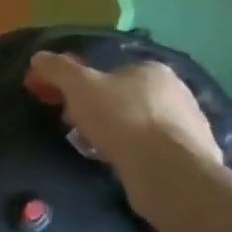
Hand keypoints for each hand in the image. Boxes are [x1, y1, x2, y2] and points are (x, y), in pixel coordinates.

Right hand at [24, 52, 222, 181]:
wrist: (169, 173)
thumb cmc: (123, 120)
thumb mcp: (79, 87)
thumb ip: (58, 69)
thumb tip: (39, 58)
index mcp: (152, 70)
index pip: (110, 72)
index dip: (81, 87)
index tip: (62, 106)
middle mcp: (177, 92)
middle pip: (124, 98)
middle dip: (97, 111)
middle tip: (76, 131)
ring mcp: (189, 126)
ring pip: (139, 125)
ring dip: (117, 134)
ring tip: (98, 152)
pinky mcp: (192, 158)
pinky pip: (154, 150)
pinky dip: (136, 155)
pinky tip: (123, 166)